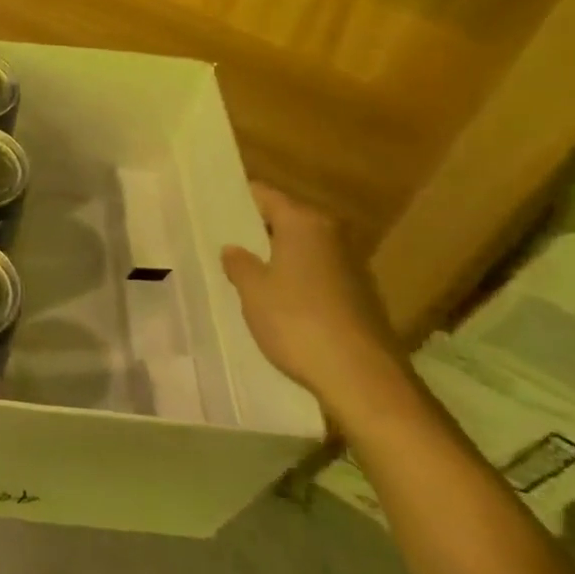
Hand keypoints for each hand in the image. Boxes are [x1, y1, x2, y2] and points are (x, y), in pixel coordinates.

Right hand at [220, 183, 409, 419]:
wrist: (363, 378)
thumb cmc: (298, 322)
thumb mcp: (253, 291)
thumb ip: (239, 263)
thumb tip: (233, 249)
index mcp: (304, 223)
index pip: (264, 195)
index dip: (236, 200)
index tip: (211, 209)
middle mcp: (332, 234)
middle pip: (286, 219)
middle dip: (256, 229)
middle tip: (221, 240)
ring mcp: (351, 265)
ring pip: (302, 247)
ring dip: (276, 256)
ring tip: (243, 270)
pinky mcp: (359, 295)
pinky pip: (317, 273)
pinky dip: (296, 278)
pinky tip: (276, 299)